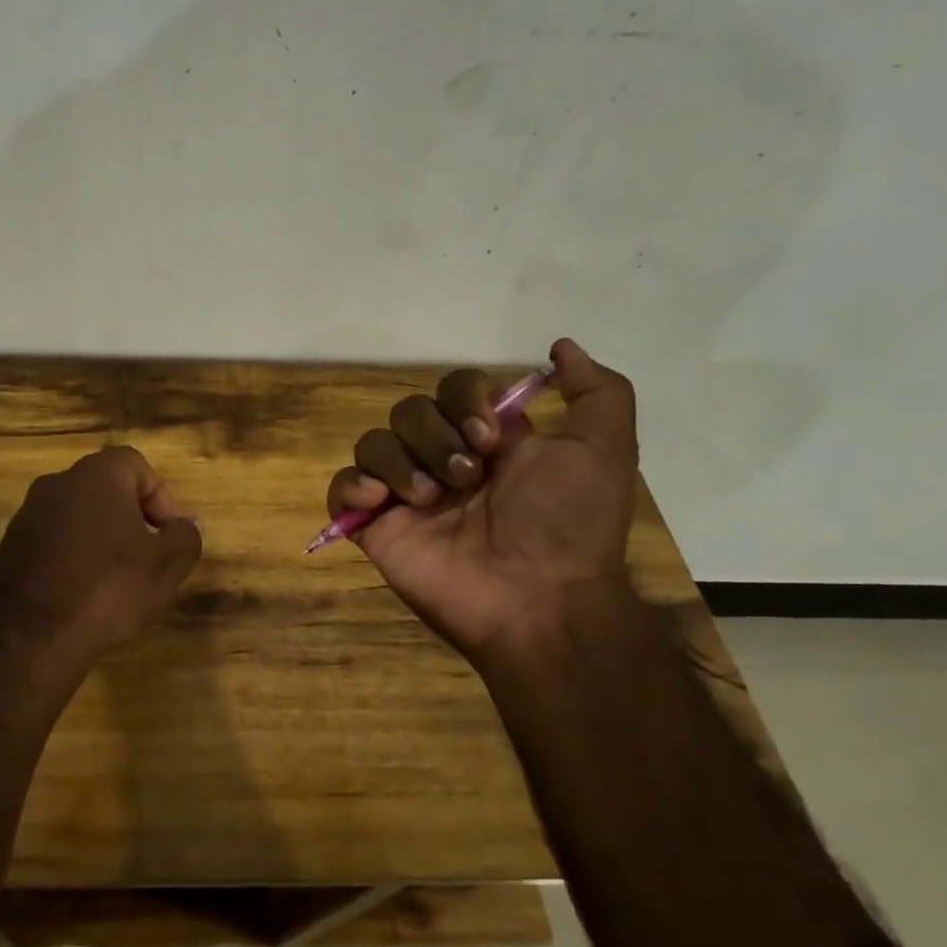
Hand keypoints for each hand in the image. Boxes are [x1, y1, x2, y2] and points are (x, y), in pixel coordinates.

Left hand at [0, 446, 203, 663]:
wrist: (30, 634)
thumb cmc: (108, 588)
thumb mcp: (164, 567)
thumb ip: (184, 538)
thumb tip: (186, 525)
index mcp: (97, 474)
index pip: (136, 465)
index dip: (159, 497)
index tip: (167, 534)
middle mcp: (58, 482)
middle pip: (105, 488)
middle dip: (130, 517)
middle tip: (145, 555)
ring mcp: (28, 513)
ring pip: (77, 514)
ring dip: (99, 537)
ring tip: (114, 578)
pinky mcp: (9, 545)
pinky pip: (52, 539)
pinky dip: (71, 555)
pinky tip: (81, 592)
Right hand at [325, 338, 638, 665]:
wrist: (538, 600)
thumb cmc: (567, 523)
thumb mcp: (605, 450)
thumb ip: (597, 392)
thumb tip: (560, 347)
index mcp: (487, 441)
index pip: (454, 388)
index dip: (465, 400)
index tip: (490, 437)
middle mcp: (442, 460)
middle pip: (409, 410)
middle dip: (435, 437)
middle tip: (466, 478)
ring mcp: (405, 495)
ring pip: (373, 443)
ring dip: (400, 463)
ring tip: (429, 500)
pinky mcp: (375, 527)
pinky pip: (341, 488)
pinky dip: (353, 486)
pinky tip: (381, 502)